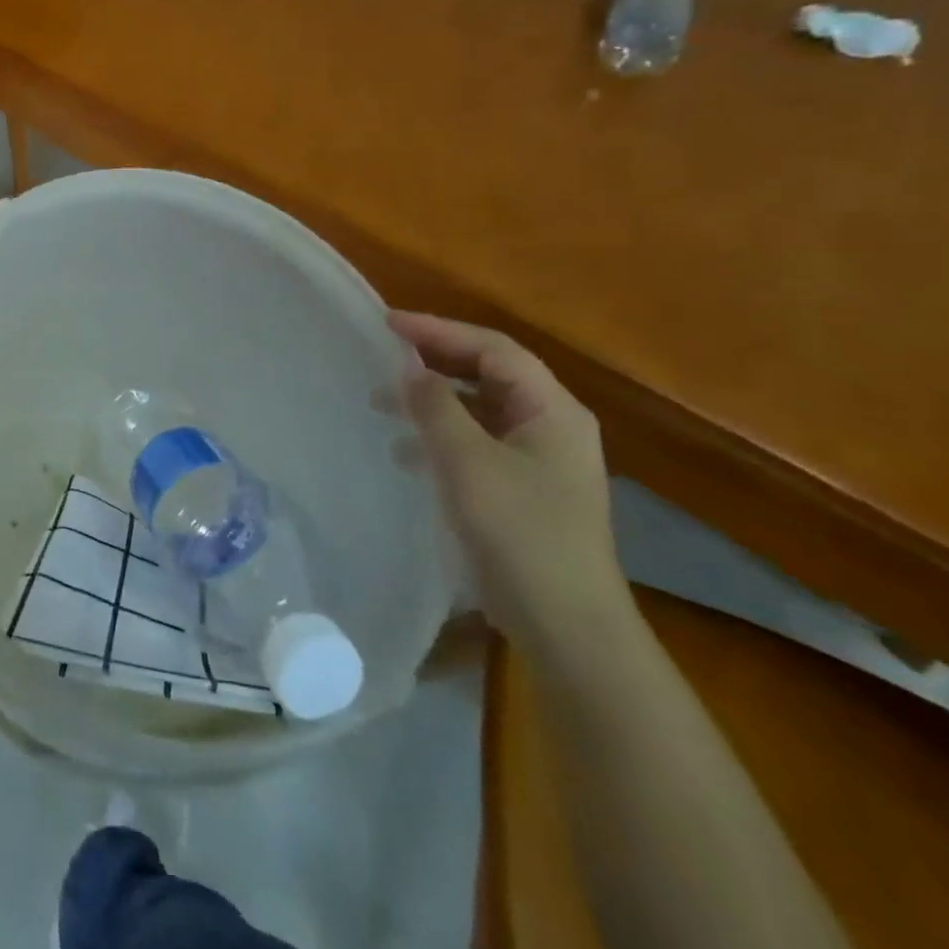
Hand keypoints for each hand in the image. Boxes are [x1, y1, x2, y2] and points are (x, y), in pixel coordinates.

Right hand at [387, 312, 626, 648]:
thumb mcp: (467, 462)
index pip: (493, 349)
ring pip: (479, 410)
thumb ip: (436, 407)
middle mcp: (551, 426)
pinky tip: (406, 451)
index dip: (439, 330)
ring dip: (432, 400)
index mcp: (551, 410)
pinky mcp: (522, 490)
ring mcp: (539, 461)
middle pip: (489, 374)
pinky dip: (440, 436)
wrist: (565, 624)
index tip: (388, 324)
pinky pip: (476, 443)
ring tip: (383, 403)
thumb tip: (411, 370)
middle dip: (435, 361)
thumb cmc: (520, 532)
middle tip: (383, 355)